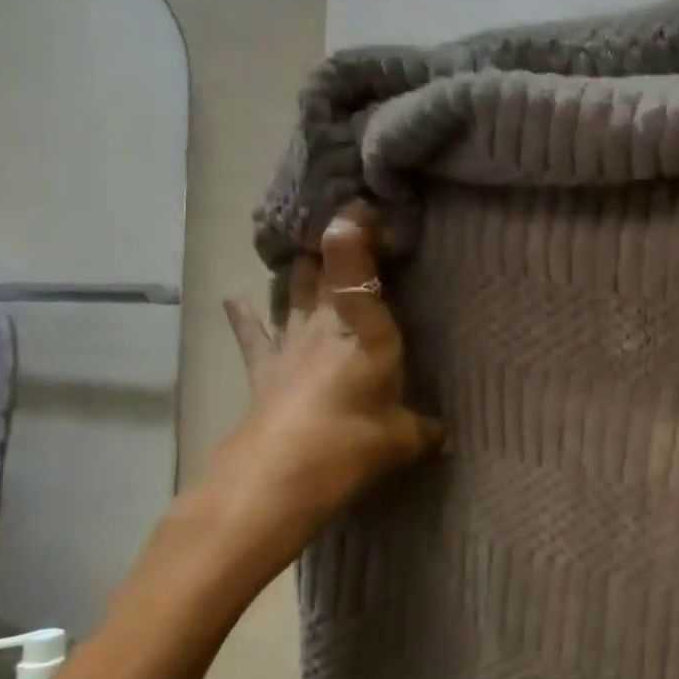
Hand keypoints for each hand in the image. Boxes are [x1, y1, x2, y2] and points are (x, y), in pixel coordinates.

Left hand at [215, 205, 441, 562]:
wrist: (280, 474)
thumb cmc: (352, 443)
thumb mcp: (402, 439)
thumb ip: (425, 432)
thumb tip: (446, 439)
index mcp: (368, 334)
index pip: (363, 273)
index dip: (361, 235)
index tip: (363, 204)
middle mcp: (327, 326)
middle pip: (325, 274)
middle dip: (334, 245)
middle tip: (342, 222)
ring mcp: (291, 344)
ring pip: (292, 293)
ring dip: (298, 272)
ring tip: (302, 249)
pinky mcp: (264, 368)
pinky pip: (254, 335)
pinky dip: (245, 316)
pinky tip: (232, 298)